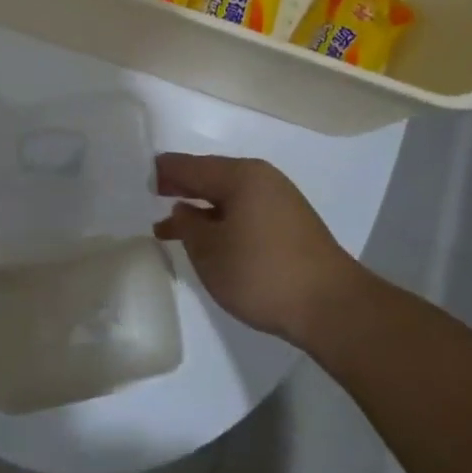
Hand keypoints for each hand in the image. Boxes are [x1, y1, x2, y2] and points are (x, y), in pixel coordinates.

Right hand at [154, 154, 358, 343]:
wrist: (331, 307)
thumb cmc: (261, 273)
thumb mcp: (210, 251)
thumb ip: (188, 225)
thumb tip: (182, 210)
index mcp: (241, 176)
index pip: (190, 166)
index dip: (164, 172)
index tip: (141, 180)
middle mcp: (263, 179)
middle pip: (212, 176)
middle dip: (182, 188)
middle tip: (153, 196)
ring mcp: (280, 201)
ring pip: (229, 196)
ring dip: (201, 208)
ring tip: (172, 226)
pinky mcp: (290, 225)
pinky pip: (245, 211)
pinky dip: (222, 219)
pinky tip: (209, 238)